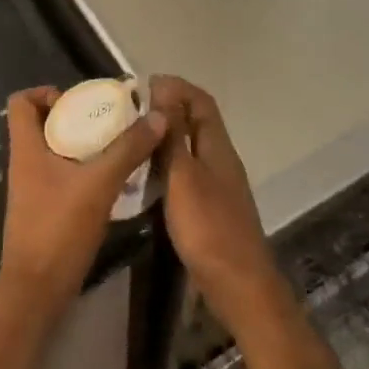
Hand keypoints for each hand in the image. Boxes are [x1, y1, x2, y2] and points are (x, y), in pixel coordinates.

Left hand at [0, 86, 165, 315]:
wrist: (37, 292)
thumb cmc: (59, 230)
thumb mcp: (99, 184)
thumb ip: (128, 149)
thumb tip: (158, 116)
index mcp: (26, 149)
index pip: (20, 101)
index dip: (45, 92)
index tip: (78, 100)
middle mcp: (26, 163)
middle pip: (43, 123)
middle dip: (76, 116)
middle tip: (110, 119)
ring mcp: (34, 188)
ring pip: (56, 151)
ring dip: (84, 143)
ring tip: (118, 145)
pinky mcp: (46, 209)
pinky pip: (64, 175)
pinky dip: (85, 169)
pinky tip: (114, 178)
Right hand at [150, 76, 286, 330]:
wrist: (237, 284)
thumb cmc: (208, 227)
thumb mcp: (183, 177)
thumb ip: (173, 136)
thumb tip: (164, 91)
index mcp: (218, 147)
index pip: (201, 102)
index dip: (177, 87)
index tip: (144, 84)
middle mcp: (221, 160)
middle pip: (197, 123)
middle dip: (168, 110)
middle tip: (131, 111)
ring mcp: (217, 185)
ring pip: (191, 149)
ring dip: (166, 138)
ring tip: (132, 138)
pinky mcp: (209, 208)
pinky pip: (187, 173)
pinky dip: (167, 165)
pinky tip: (145, 176)